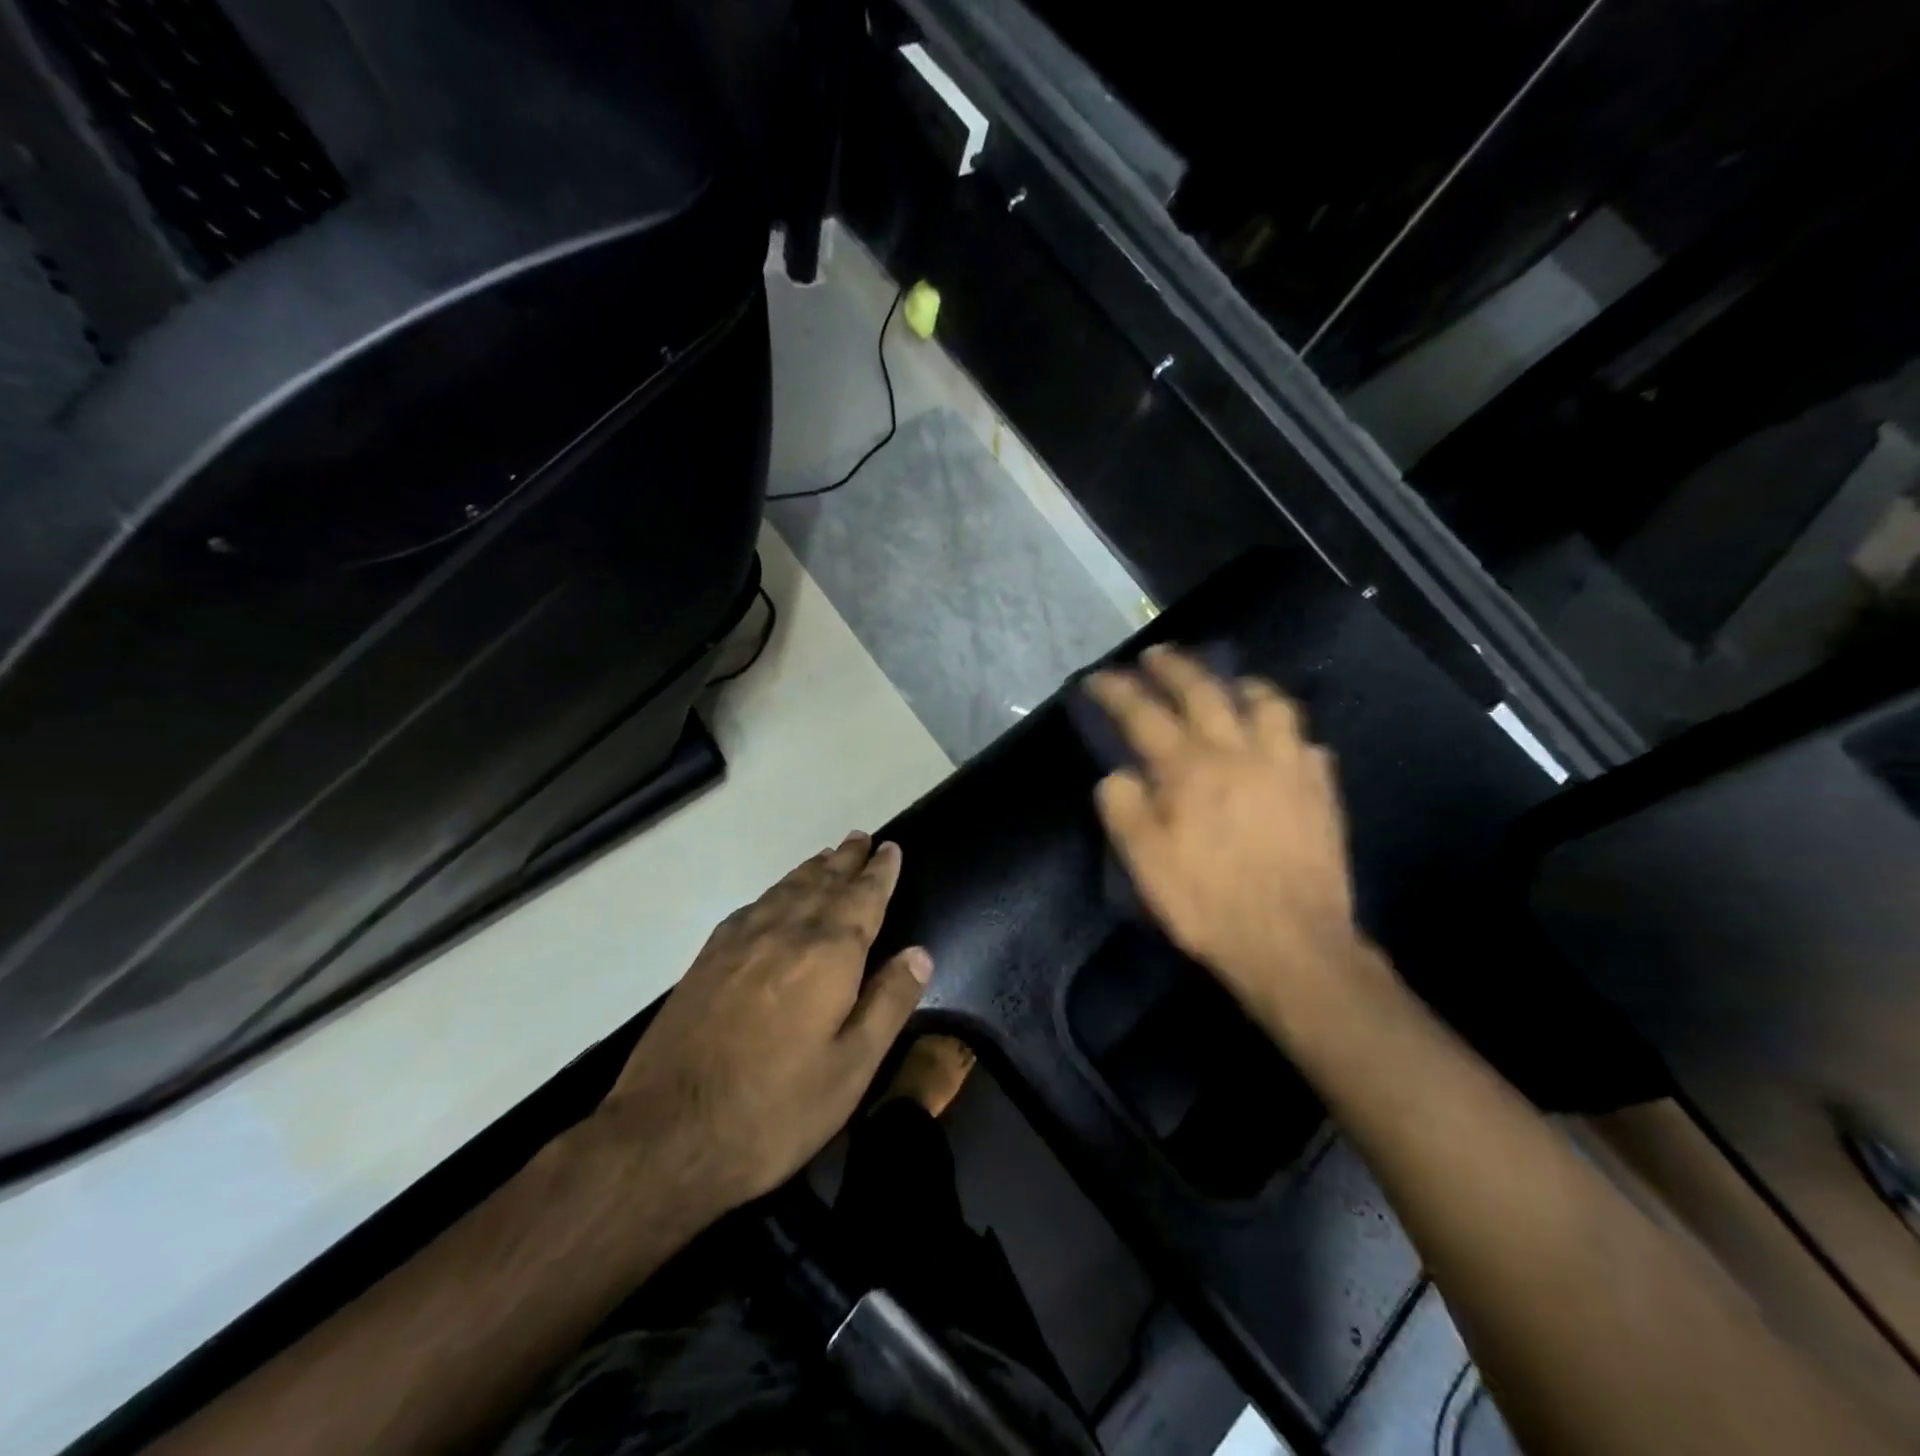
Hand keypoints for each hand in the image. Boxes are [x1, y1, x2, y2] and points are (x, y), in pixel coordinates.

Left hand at [600, 833, 930, 1219]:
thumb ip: (888, 1004)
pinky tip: (774, 896)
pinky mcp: (707, 960)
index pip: (863, 898)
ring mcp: (740, 943)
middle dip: (846, 860)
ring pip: (785, 890)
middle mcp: (785, 933)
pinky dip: (773, 892)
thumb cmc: (774, 1110)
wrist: (665, 1134)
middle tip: (861, 837)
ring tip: (828, 855)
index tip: (890, 848)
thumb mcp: (850, 1069)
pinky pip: (751, 908)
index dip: (880, 872)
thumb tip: (920, 953)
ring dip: (811, 869)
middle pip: (823, 883)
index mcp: (828, 955)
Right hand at [1086, 646, 1380, 1040]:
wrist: (1292, 943)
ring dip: (1241, 684)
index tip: (1098, 677)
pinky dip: (1284, 730)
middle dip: (1174, 666)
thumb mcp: (1145, 864)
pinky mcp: (1320, 787)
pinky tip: (1276, 740)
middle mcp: (1238, 753)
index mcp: (1189, 770)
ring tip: (1229, 685)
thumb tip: (1119, 775)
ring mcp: (1286, 765)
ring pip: (1267, 702)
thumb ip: (1124, 808)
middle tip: (1156, 655)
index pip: (1144, 714)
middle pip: (1204, 691)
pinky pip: (1304, 740)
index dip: (1116, 691)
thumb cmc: (1207, 904)